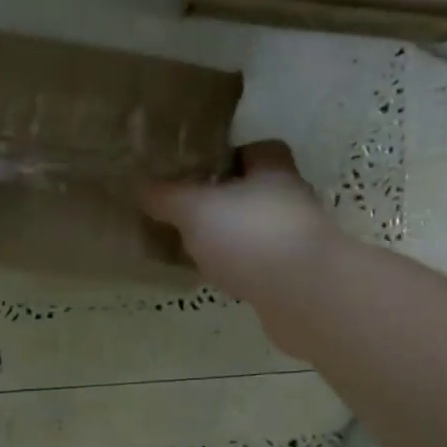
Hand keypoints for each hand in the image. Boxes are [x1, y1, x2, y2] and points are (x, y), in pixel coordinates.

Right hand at [141, 140, 339, 302]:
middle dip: (226, 201)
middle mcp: (292, 200)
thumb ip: (166, 196)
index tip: (199, 171)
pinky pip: (263, 266)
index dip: (230, 157)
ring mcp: (299, 241)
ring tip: (197, 249)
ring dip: (234, 239)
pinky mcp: (298, 277)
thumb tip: (140, 185)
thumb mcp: (195, 209)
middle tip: (189, 213)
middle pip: (257, 192)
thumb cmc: (251, 235)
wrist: (305, 296)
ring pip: (259, 231)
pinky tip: (220, 281)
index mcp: (274, 170)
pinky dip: (243, 270)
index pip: (259, 150)